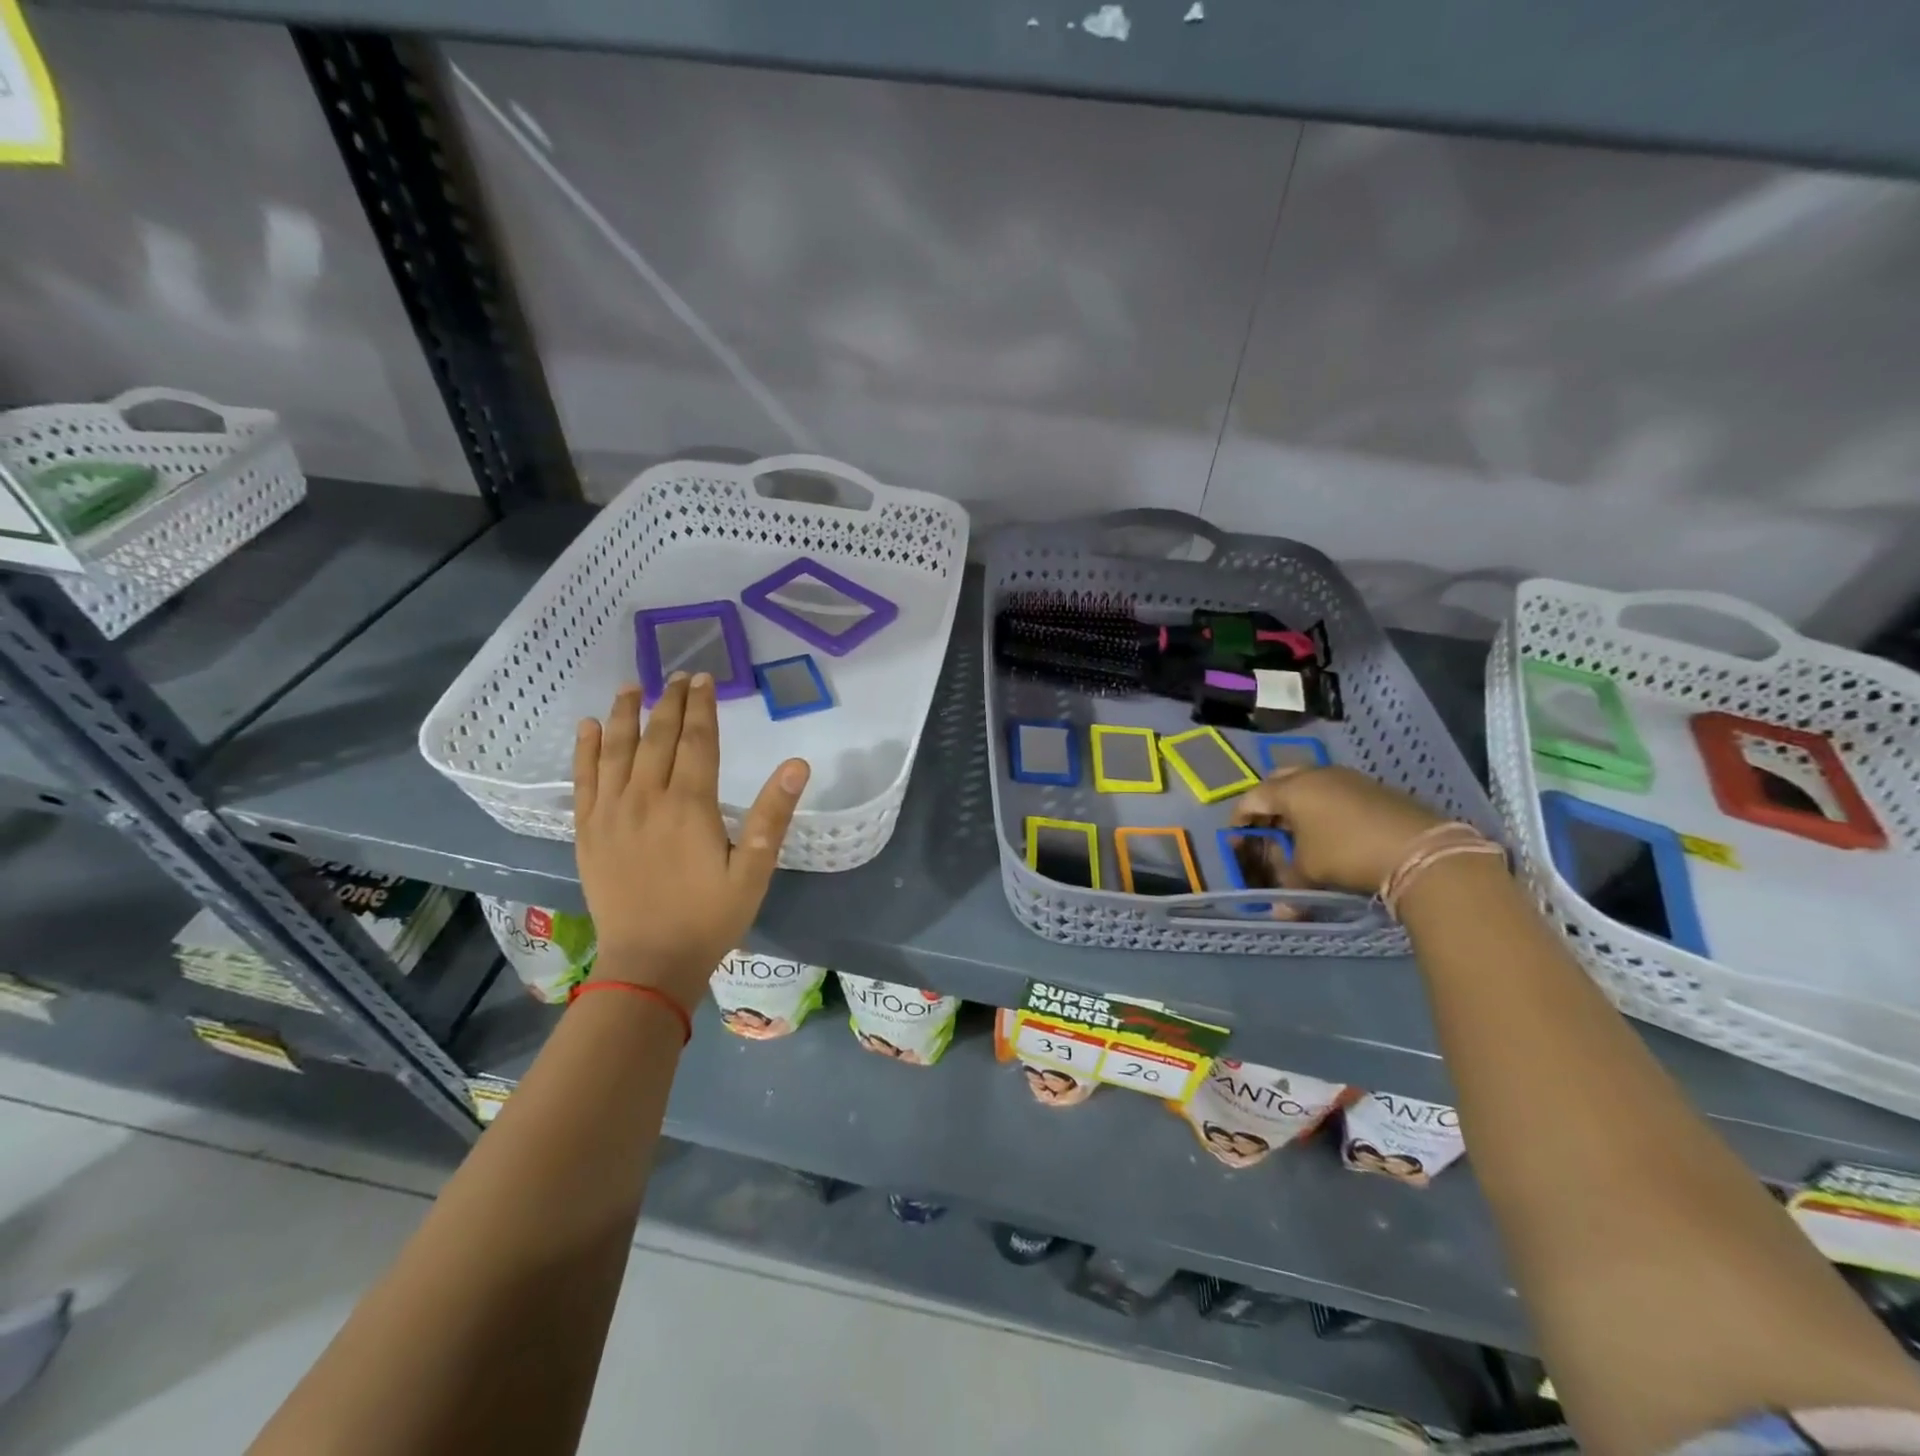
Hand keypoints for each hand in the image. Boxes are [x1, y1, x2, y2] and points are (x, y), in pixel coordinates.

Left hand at [573, 673, 809, 1009]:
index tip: (705, 679)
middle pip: (658, 737)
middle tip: (679, 675)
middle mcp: (647, 797)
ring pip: (617, 749)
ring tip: (633, 687)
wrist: (649, 963)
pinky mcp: (588, 831)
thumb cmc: (710, 916)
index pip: (697, 741)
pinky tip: (589, 727)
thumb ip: (773, 814)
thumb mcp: (754, 870)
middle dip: (670, 702)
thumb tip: (798, 764)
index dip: (702, 707)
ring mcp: (612, 813)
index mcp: (690, 804)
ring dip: (626, 714)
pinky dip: (585, 750)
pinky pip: (584, 779)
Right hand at [1230, 765, 1445, 895]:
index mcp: (1292, 789)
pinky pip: (1334, 790)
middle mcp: (1315, 775)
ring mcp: (1347, 778)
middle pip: (1278, 781)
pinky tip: (1330, 830)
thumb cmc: (1348, 853)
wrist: (1420, 849)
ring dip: (1298, 803)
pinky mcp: (1372, 787)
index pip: (1252, 798)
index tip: (1236, 838)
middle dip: (1268, 803)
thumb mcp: (1310, 871)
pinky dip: (1323, 805)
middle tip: (1266, 826)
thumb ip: (1288, 882)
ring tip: (1298, 830)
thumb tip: (1279, 909)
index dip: (1240, 819)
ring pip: (1309, 783)